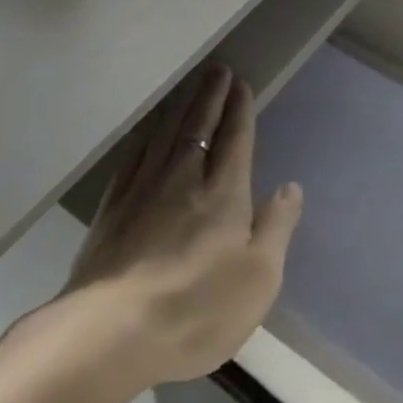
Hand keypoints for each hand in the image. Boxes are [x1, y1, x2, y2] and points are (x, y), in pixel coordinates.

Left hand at [65, 65, 302, 385]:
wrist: (111, 332)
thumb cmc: (196, 309)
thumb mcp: (258, 278)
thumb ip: (277, 227)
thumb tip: (291, 187)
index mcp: (223, 193)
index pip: (235, 138)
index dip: (239, 110)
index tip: (241, 83)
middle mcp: (182, 178)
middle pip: (199, 126)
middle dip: (211, 97)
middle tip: (217, 70)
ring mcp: (142, 190)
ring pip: (165, 135)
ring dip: (180, 108)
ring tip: (189, 89)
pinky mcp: (111, 209)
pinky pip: (133, 157)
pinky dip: (145, 138)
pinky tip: (146, 135)